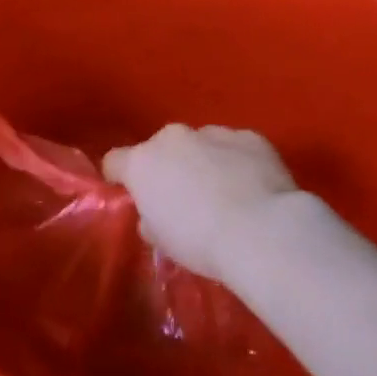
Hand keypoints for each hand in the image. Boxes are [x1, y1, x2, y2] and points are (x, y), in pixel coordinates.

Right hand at [102, 124, 301, 283]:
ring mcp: (213, 132)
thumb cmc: (200, 242)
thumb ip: (150, 220)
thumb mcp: (163, 242)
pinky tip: (253, 188)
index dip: (121, 179)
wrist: (262, 232)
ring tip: (226, 195)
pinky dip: (238, 162)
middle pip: (161, 149)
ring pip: (200, 144)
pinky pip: (235, 147)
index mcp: (142, 162)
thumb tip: (153, 217)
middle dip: (168, 168)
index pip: (114, 161)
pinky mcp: (250, 137)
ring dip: (204, 162)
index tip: (133, 197)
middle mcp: (173, 138)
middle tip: (186, 200)